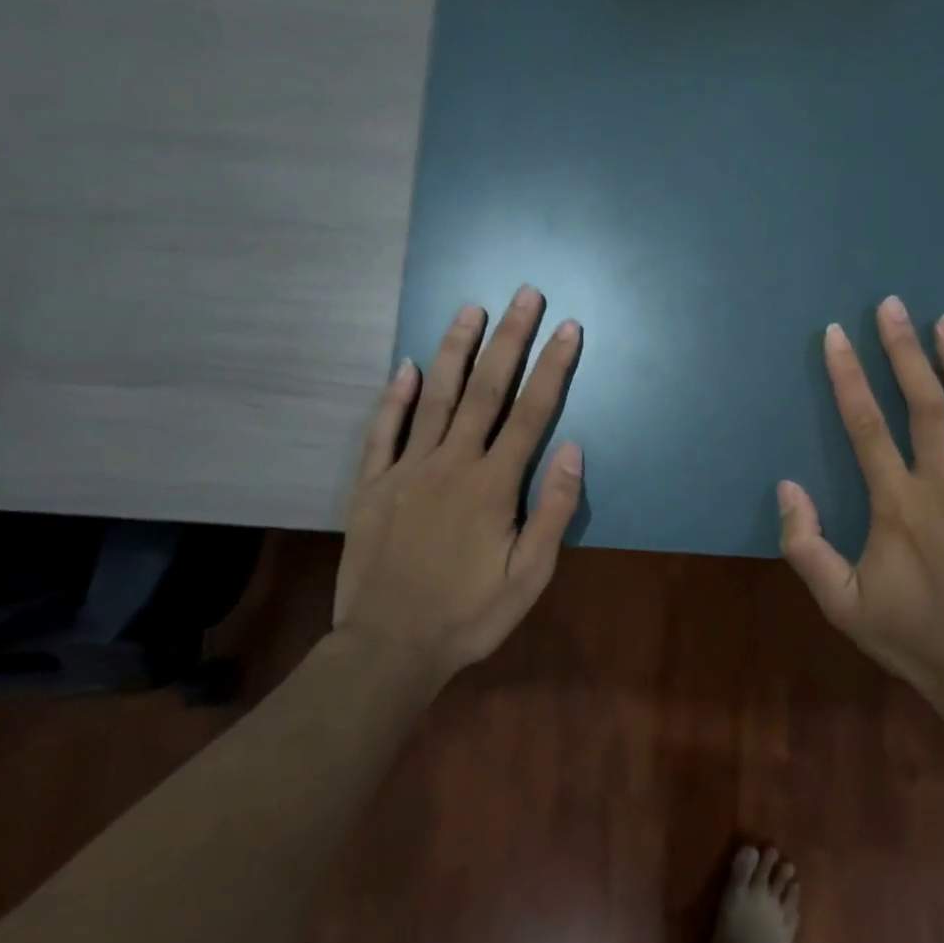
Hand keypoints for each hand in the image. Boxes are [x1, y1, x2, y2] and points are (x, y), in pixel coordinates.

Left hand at [332, 286, 583, 679]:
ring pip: (436, 398)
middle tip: (524, 294)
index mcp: (493, 484)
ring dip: (456, 351)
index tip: (567, 328)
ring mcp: (407, 470)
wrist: (389, 648)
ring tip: (471, 309)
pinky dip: (394, 397)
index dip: (552, 367)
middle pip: (486, 390)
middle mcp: (451, 463)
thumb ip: (552, 510)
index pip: (531, 413)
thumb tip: (571, 448)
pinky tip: (407, 366)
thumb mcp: (530, 576)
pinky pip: (383, 431)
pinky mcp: (372, 485)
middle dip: (509, 339)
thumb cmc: (469, 615)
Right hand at [778, 296, 943, 705]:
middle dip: (905, 351)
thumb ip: (806, 546)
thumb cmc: (910, 636)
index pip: (866, 426)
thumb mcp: (840, 603)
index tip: (836, 335)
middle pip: (925, 405)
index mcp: (898, 505)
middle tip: (894, 306)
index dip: (848, 376)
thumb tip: (787, 487)